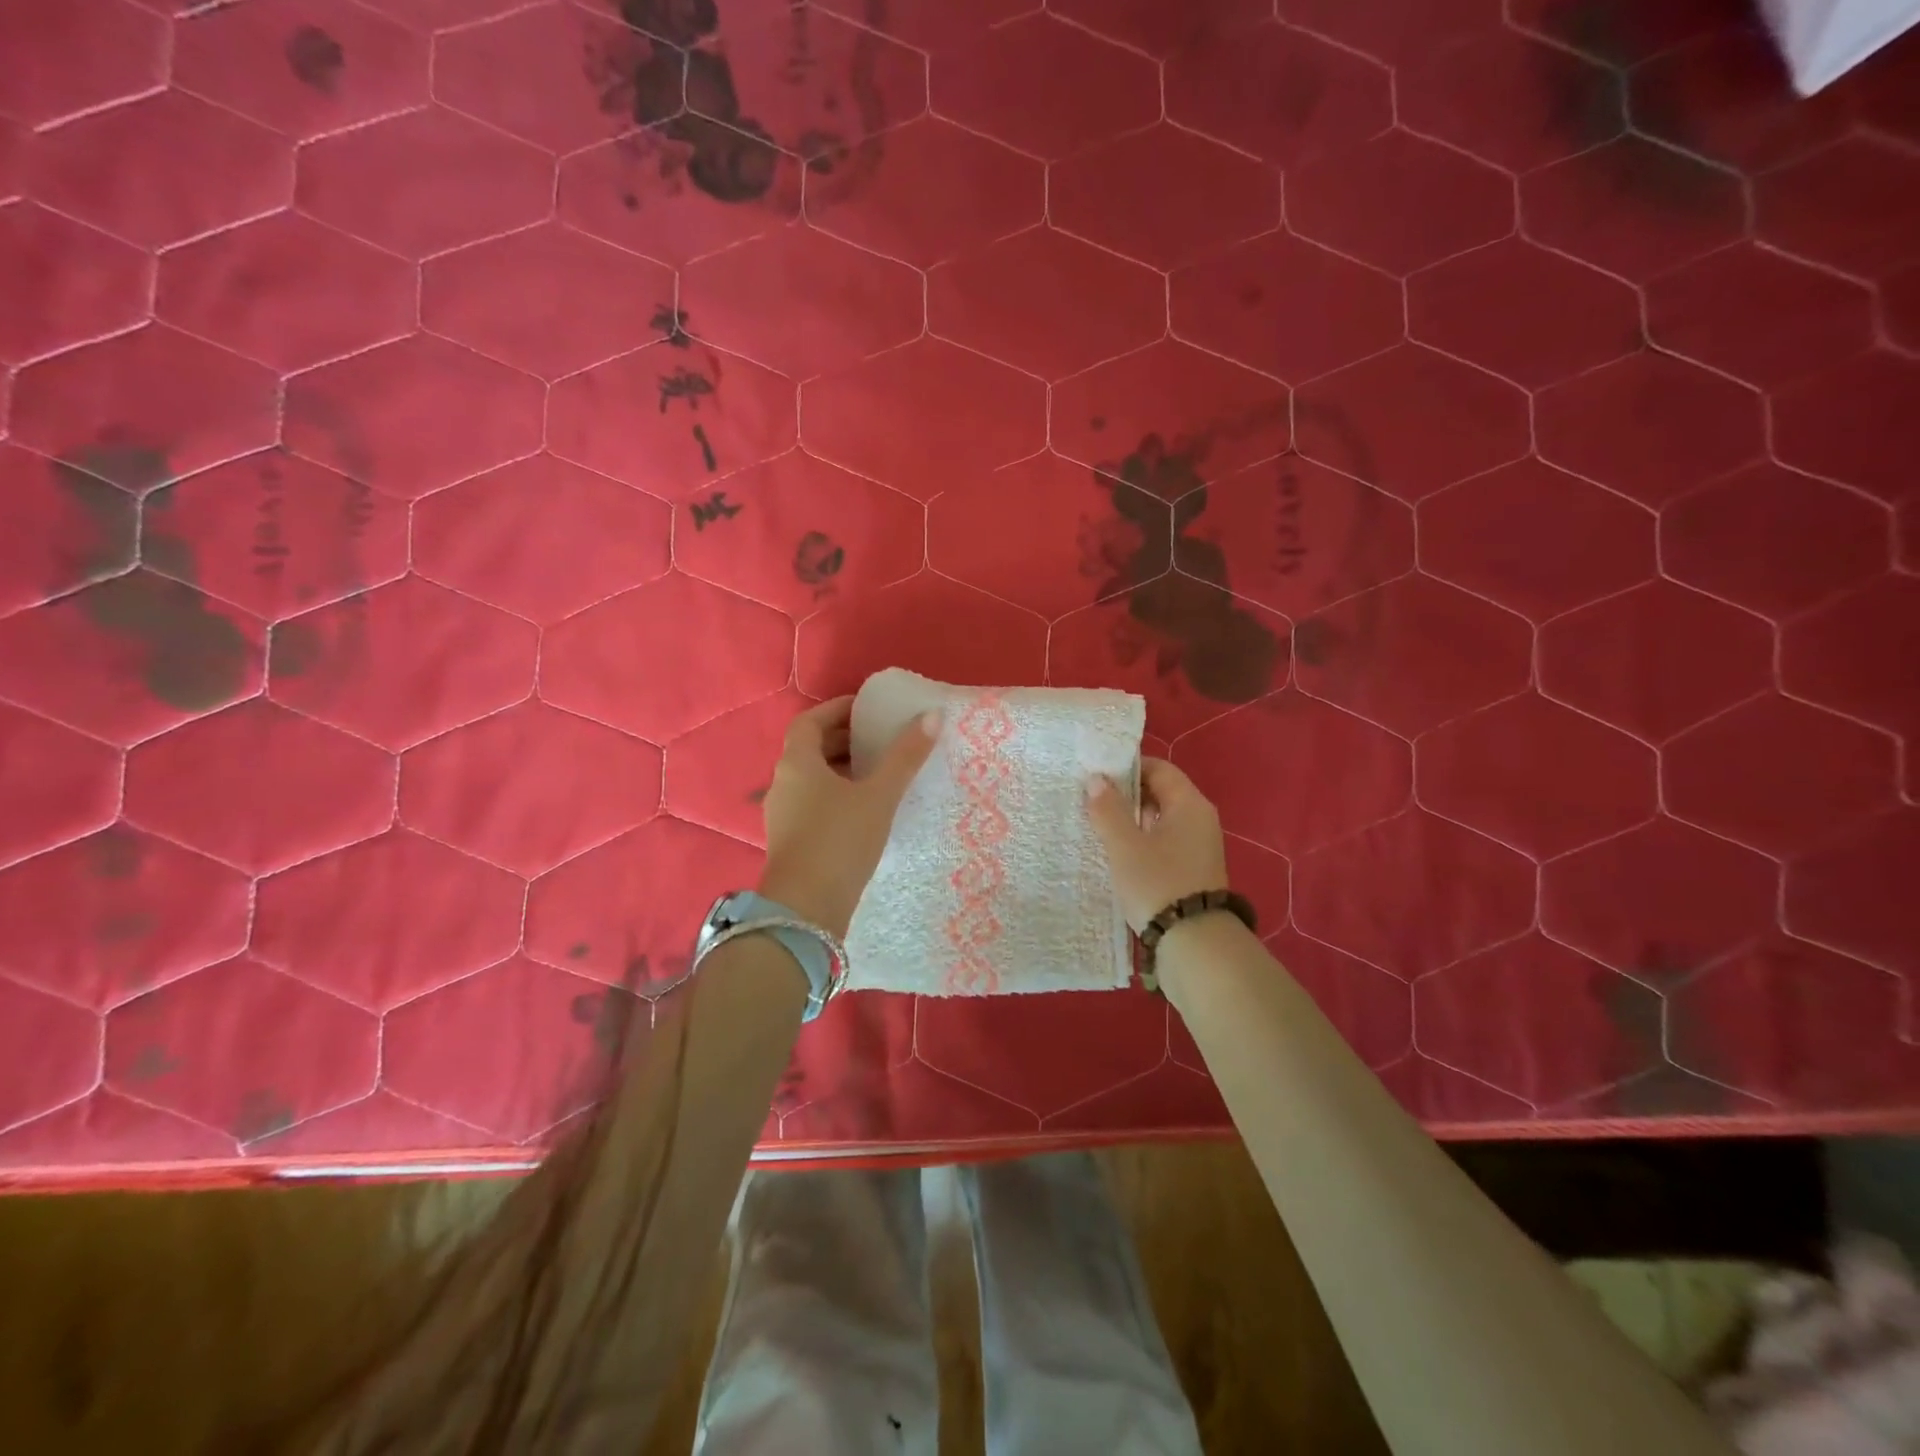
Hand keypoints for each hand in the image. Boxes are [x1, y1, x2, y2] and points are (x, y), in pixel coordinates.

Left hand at [757, 696, 940, 938]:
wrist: (806, 910)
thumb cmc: (840, 841)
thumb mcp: (879, 796)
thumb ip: (905, 756)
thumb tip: (931, 715)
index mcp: (797, 763)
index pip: (810, 721)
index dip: (837, 710)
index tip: (867, 710)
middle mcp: (782, 783)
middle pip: (810, 749)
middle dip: (843, 740)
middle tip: (879, 739)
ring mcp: (782, 815)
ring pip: (812, 779)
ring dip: (841, 769)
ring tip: (879, 773)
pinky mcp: (791, 841)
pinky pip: (813, 803)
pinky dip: (837, 795)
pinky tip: (865, 809)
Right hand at [1085, 759, 1229, 933]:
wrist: (1194, 944)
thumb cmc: (1158, 884)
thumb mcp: (1125, 845)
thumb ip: (1108, 809)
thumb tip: (1096, 779)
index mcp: (1189, 804)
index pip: (1159, 768)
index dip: (1127, 767)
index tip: (1096, 776)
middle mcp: (1200, 819)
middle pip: (1161, 792)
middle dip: (1126, 794)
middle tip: (1091, 801)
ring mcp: (1199, 846)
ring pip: (1161, 819)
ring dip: (1132, 820)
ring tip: (1099, 827)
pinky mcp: (1193, 870)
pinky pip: (1165, 842)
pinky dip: (1142, 841)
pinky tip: (1119, 854)